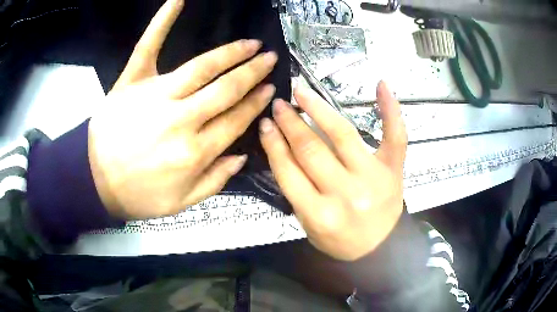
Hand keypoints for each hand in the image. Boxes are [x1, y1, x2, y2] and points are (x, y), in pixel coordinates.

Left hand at [88, 0, 276, 218]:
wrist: (95, 181)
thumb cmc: (138, 195)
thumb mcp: (181, 204)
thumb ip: (215, 181)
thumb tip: (241, 155)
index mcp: (195, 152)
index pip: (235, 120)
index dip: (255, 103)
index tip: (270, 89)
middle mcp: (181, 119)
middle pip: (226, 90)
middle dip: (253, 73)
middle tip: (270, 59)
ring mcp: (155, 96)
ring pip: (202, 67)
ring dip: (231, 53)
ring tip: (251, 43)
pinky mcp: (131, 82)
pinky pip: (148, 46)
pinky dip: (162, 21)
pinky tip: (178, 0)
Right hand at [259, 82, 406, 260]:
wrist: (381, 248)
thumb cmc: (341, 241)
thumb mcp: (309, 226)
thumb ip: (297, 192)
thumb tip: (284, 150)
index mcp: (319, 214)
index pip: (288, 171)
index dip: (273, 144)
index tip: (265, 124)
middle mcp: (346, 193)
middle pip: (311, 149)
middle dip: (290, 123)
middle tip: (279, 104)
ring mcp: (374, 177)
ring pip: (342, 134)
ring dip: (318, 109)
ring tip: (302, 92)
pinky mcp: (394, 169)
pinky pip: (395, 136)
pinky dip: (390, 109)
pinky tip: (381, 84)